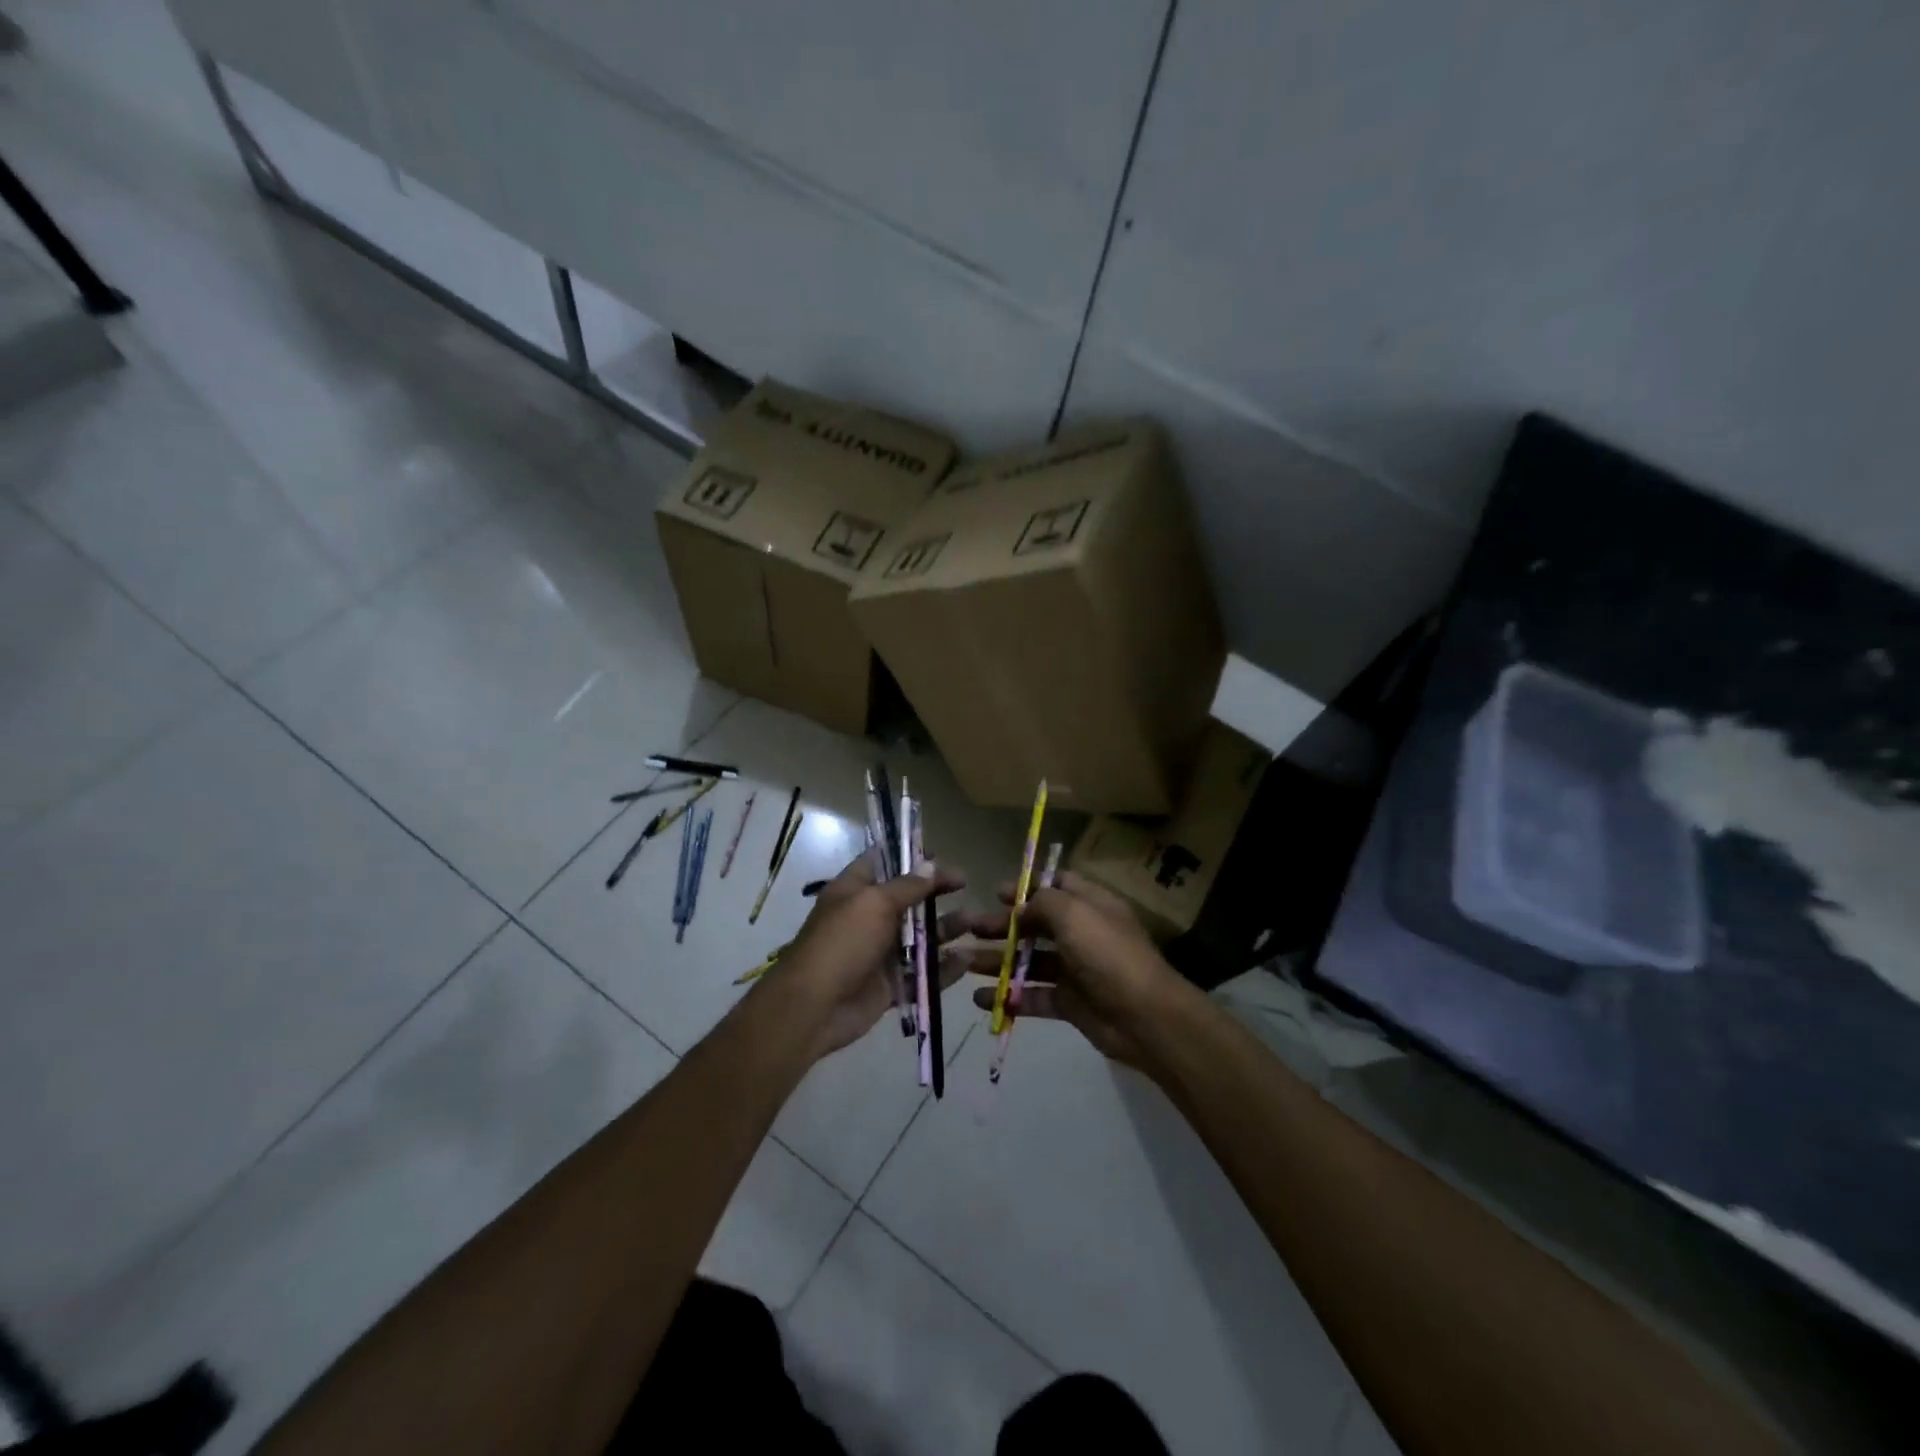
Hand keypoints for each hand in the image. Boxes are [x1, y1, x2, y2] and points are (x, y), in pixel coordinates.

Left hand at [766, 851, 964, 1061]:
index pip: (882, 862)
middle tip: (965, 884)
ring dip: (946, 928)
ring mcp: (880, 953)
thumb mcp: (874, 903)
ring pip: (920, 937)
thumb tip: (931, 865)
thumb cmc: (842, 942)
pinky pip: (923, 974)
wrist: (814, 1007)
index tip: (939, 854)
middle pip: (908, 899)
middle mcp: (868, 918)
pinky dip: (944, 968)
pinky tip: (966, 960)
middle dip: (936, 892)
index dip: (909, 856)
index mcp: (855, 891)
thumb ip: (906, 886)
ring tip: (974, 922)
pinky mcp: (891, 985)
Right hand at [952, 872, 1183, 1070]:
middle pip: (1036, 924)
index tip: (995, 892)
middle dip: (1002, 925)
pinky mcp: (1069, 1002)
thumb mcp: (1074, 913)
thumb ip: (1043, 901)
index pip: (1057, 886)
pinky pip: (1032, 995)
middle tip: (969, 928)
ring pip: (1029, 960)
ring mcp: (1075, 969)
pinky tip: (981, 998)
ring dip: (997, 960)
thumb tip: (1022, 905)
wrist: (1144, 1017)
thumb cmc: (1107, 954)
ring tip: (963, 962)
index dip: (1027, 887)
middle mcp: (1082, 933)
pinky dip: (1008, 996)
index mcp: (1090, 905)